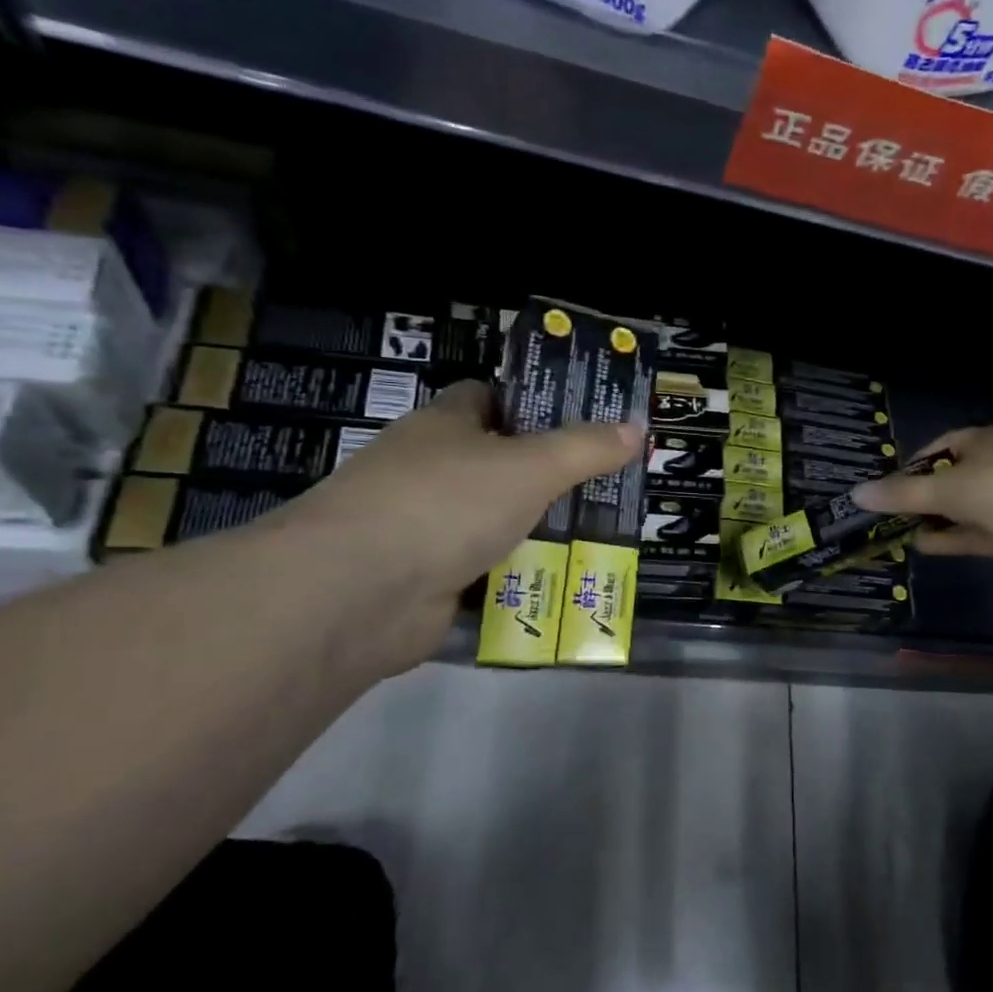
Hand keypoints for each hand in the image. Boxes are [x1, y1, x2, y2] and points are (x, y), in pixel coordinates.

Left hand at [268, 380, 640, 667]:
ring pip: (496, 520)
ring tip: (601, 534)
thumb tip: (635, 428)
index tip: (584, 421)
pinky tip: (563, 581)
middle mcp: (429, 470)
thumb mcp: (529, 467)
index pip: (490, 397)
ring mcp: (423, 527)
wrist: (357, 594)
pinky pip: (486, 570)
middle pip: (498, 463)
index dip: (535, 404)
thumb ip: (584, 449)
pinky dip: (518, 576)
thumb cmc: (445, 504)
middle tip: (609, 484)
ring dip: (538, 530)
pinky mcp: (426, 579)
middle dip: (550, 475)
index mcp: (443, 425)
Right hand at [850, 425, 992, 577]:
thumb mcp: (943, 487)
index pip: (943, 446)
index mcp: (984, 441)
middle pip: (951, 480)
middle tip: (888, 512)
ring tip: (896, 532)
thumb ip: (901, 494)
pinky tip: (920, 547)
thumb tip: (857, 494)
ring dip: (934, 520)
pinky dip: (949, 540)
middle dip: (922, 496)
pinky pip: (972, 535)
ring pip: (961, 510)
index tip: (890, 483)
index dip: (915, 463)